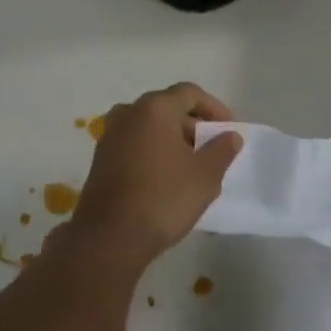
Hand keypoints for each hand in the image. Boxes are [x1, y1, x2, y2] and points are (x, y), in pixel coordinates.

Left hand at [64, 83, 242, 271]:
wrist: (110, 237)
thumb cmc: (164, 198)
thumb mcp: (205, 176)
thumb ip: (222, 150)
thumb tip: (230, 135)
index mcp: (154, 109)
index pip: (189, 93)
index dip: (213, 107)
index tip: (228, 128)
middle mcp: (128, 113)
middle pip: (166, 107)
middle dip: (192, 123)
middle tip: (212, 147)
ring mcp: (109, 135)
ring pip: (148, 126)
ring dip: (171, 138)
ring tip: (190, 163)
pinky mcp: (100, 158)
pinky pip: (134, 143)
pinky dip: (152, 150)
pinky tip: (165, 176)